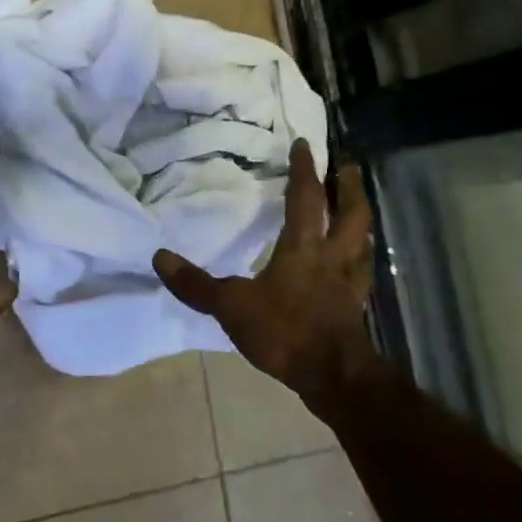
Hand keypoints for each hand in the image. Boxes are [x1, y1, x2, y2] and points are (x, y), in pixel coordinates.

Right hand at [153, 138, 382, 416]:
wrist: (334, 377)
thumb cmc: (285, 332)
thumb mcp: (231, 306)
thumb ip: (196, 284)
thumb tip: (159, 257)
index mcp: (304, 248)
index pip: (305, 198)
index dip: (305, 170)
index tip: (304, 143)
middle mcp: (333, 257)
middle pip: (350, 213)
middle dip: (349, 187)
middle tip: (350, 165)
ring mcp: (349, 283)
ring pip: (363, 240)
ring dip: (361, 219)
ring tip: (358, 207)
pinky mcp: (355, 307)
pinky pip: (362, 271)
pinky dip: (361, 258)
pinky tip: (356, 262)